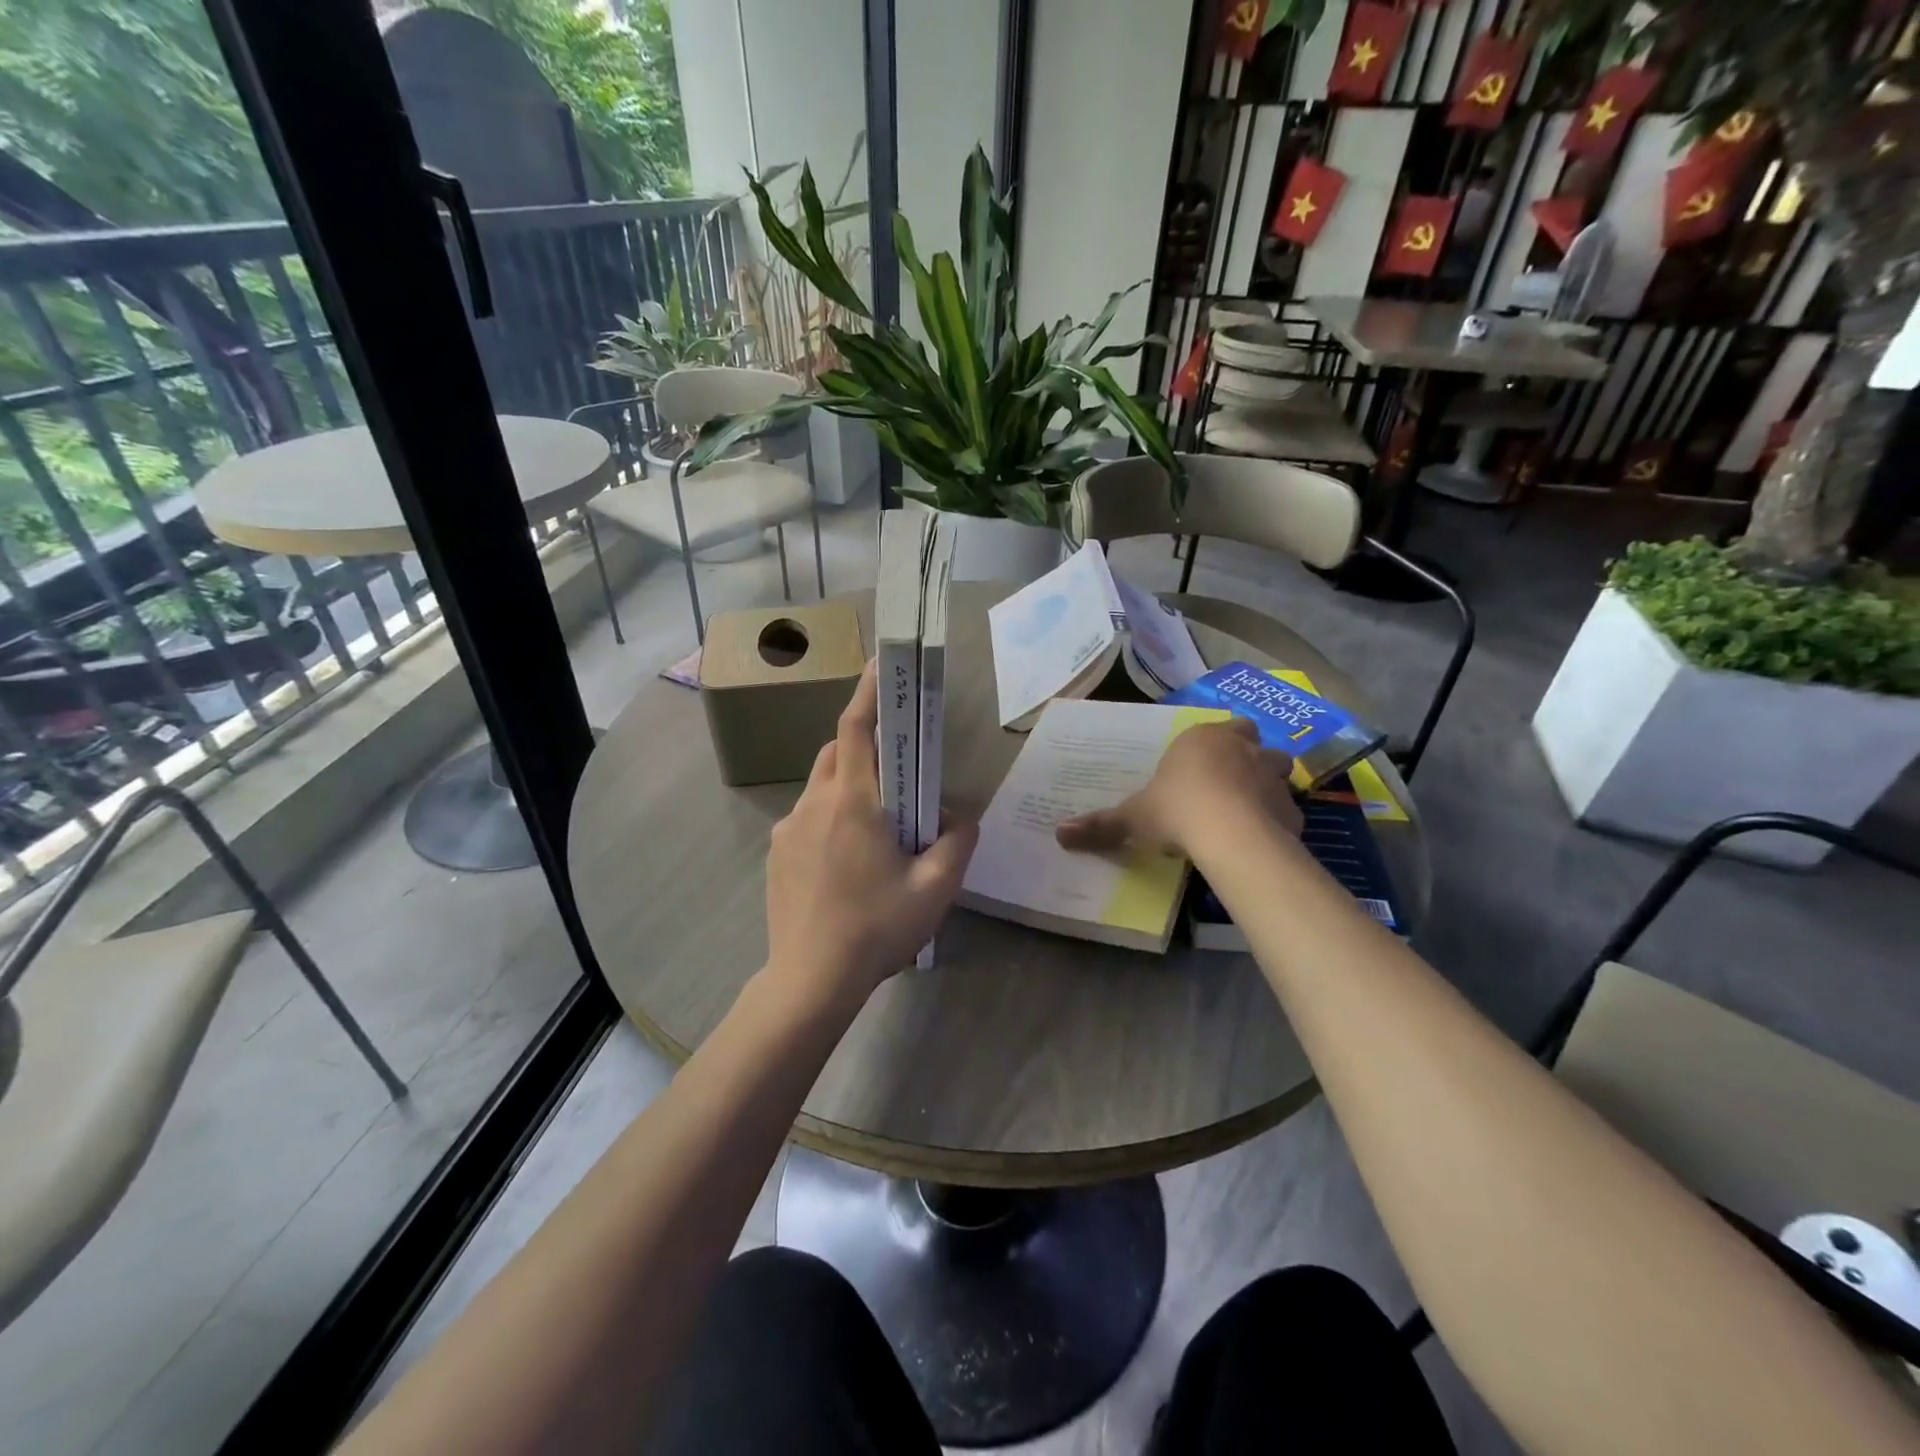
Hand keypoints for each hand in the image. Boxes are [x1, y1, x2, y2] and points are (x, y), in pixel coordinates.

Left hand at [763, 660, 978, 1013]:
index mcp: (852, 803)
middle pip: (838, 754)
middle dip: (866, 750)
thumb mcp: (934, 889)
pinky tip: (846, 867)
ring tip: (876, 835)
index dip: (869, 693)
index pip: (858, 729)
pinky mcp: (776, 855)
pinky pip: (806, 820)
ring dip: (848, 791)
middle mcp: (813, 805)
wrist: (809, 981)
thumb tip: (960, 817)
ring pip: (821, 788)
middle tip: (897, 779)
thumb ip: (956, 843)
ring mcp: (787, 830)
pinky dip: (829, 821)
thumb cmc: (875, 929)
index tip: (880, 666)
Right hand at [1056, 716, 1301, 856]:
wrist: (1229, 834)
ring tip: (1246, 807)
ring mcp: (1271, 775)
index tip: (1198, 766)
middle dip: (1244, 754)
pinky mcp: (1291, 807)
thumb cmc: (1176, 810)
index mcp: (1201, 739)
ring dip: (1265, 782)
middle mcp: (1241, 748)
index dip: (1209, 745)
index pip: (1215, 728)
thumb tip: (1059, 834)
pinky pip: (1285, 808)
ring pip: (1277, 768)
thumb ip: (1100, 824)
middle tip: (1227, 780)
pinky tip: (1262, 837)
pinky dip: (1277, 818)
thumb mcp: (1131, 818)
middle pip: (1251, 739)